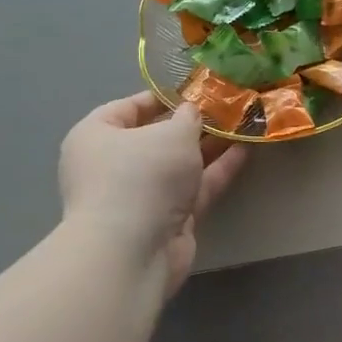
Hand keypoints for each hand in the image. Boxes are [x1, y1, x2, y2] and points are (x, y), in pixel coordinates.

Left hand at [58, 94, 245, 293]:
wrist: (133, 250)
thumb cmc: (141, 177)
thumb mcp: (172, 134)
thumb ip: (189, 118)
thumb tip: (193, 112)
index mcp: (96, 136)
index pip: (128, 108)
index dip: (163, 97)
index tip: (197, 90)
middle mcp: (114, 165)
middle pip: (157, 137)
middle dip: (193, 124)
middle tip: (228, 108)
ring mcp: (141, 195)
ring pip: (180, 164)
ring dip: (210, 147)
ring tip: (244, 126)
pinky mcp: (167, 218)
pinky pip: (195, 187)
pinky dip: (217, 170)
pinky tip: (244, 151)